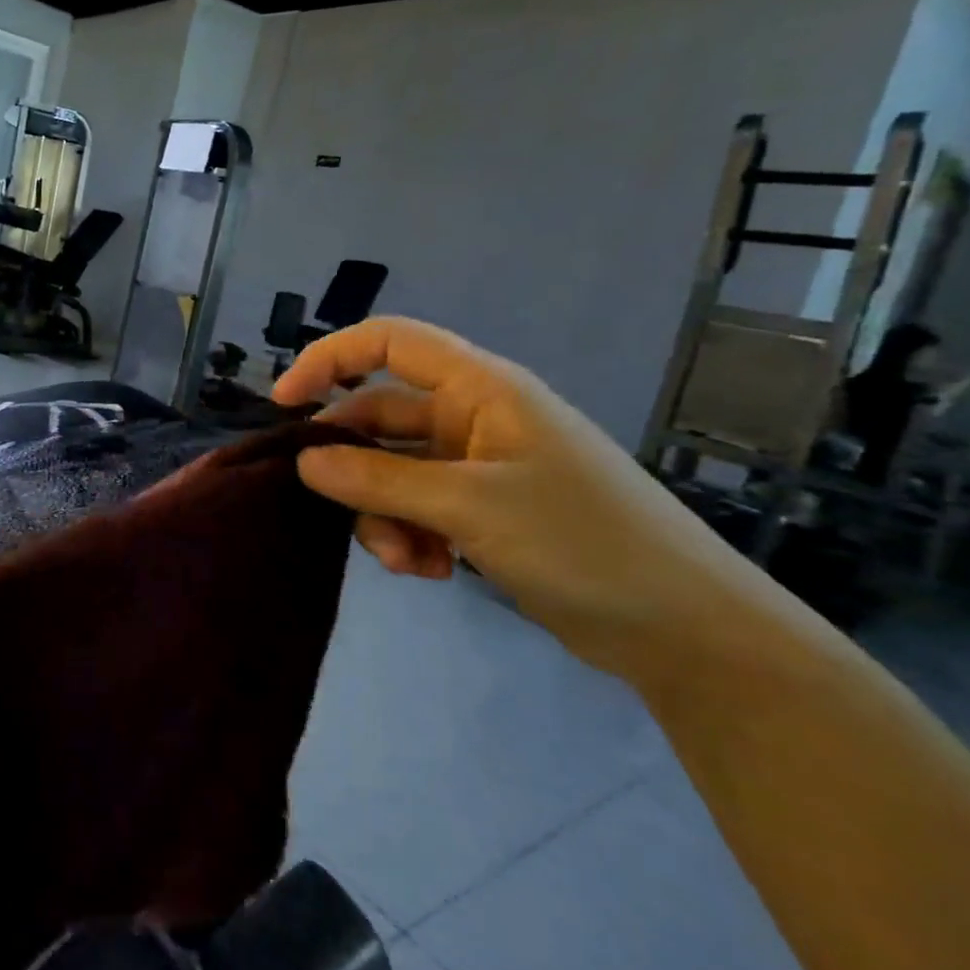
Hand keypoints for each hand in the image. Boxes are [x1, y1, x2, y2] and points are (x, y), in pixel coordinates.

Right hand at [273, 317, 779, 682]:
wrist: (684, 628)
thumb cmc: (582, 542)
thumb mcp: (469, 506)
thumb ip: (378, 479)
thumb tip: (305, 461)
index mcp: (481, 389)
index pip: (388, 341)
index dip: (328, 359)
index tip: (285, 405)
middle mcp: (474, 417)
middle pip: (380, 418)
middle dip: (353, 467)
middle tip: (333, 509)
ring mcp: (478, 466)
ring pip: (392, 472)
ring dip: (381, 514)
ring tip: (406, 561)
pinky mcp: (482, 510)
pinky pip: (416, 508)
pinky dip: (409, 537)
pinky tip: (431, 572)